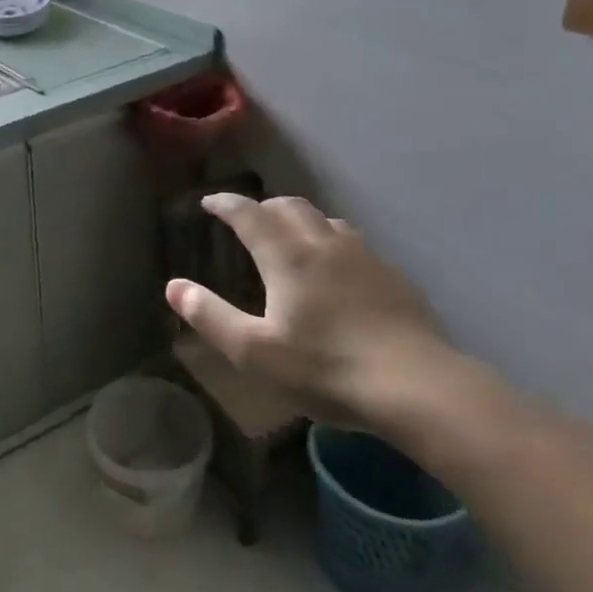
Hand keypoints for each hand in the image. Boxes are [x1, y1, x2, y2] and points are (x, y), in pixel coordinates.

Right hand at [165, 194, 451, 432]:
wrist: (420, 389)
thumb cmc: (326, 369)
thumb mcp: (254, 352)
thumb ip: (210, 316)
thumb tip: (172, 287)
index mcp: (287, 257)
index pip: (249, 214)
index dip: (225, 204)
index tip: (209, 202)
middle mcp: (325, 244)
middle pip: (290, 207)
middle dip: (263, 207)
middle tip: (248, 219)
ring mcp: (365, 258)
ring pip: (327, 220)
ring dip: (301, 220)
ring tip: (292, 238)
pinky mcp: (395, 278)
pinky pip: (355, 244)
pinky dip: (333, 242)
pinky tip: (339, 271)